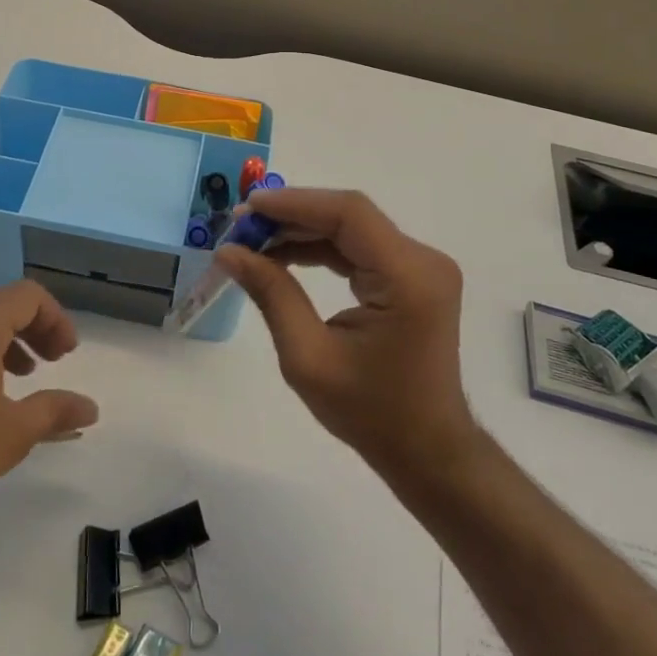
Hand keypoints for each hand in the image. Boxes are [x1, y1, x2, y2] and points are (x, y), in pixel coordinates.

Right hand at [215, 188, 477, 486]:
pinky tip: (285, 254)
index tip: (248, 209)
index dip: (295, 203)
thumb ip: (271, 295)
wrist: (428, 452)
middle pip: (350, 216)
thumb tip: (228, 252)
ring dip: (303, 230)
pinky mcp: (413, 276)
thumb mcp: (308, 358)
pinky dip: (322, 247)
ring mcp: (422, 266)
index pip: (349, 214)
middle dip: (293, 217)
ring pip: (352, 228)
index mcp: (408, 278)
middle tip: (242, 228)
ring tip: (254, 241)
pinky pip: (361, 247)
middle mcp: (423, 260)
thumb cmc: (370, 413)